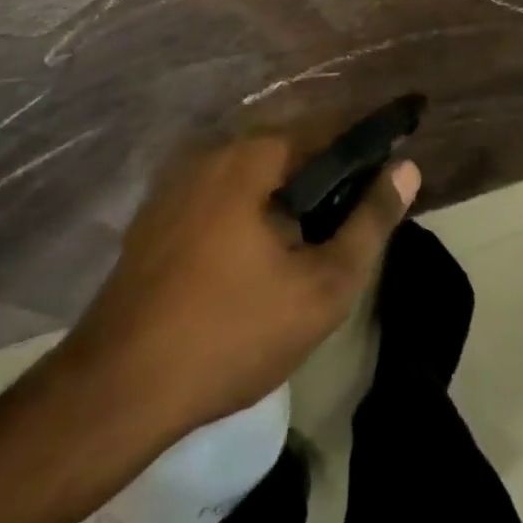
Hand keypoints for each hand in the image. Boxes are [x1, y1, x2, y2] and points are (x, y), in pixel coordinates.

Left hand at [53, 131, 420, 444]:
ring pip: (254, 178)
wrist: (115, 392)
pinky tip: (255, 265)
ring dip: (287, 201)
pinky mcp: (156, 219)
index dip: (366, 150)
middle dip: (326, 182)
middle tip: (351, 227)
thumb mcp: (321, 286)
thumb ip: (371, 222)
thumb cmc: (231, 333)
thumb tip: (407, 168)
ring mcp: (178, 185)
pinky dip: (250, 215)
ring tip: (310, 249)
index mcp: (253, 156)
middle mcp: (213, 153)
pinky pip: (221, 200)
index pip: (328, 130)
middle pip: (290, 153)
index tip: (390, 176)